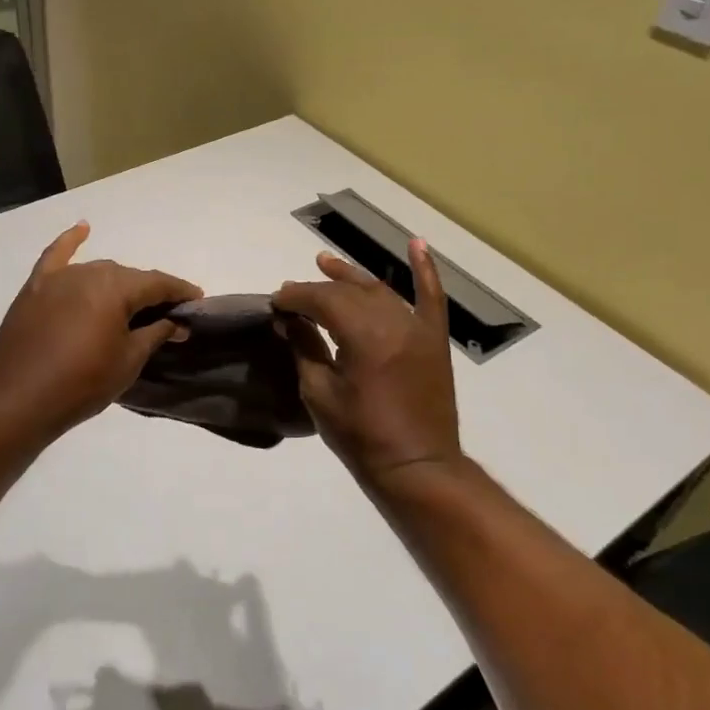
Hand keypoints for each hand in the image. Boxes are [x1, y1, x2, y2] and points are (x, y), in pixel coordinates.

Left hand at [0, 222, 201, 443]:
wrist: (17, 400)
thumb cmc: (81, 383)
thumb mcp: (129, 361)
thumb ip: (156, 334)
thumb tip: (176, 322)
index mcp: (116, 288)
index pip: (158, 283)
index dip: (180, 292)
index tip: (197, 302)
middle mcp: (89, 272)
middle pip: (128, 277)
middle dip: (150, 293)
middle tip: (166, 316)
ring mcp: (59, 278)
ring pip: (98, 271)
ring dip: (118, 284)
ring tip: (132, 304)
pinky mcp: (35, 288)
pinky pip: (56, 256)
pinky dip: (70, 241)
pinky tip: (83, 228)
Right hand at [272, 240, 461, 486]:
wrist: (417, 466)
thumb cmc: (361, 436)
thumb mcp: (319, 393)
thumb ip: (305, 348)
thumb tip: (289, 321)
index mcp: (362, 335)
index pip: (321, 300)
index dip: (294, 297)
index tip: (275, 302)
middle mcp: (392, 321)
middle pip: (347, 292)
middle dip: (316, 290)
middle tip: (291, 296)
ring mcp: (418, 328)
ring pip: (379, 290)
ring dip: (351, 276)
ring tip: (325, 263)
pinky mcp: (434, 339)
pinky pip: (432, 297)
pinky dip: (425, 269)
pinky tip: (416, 243)